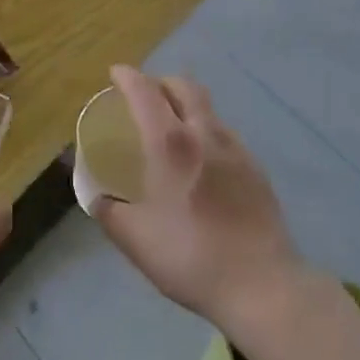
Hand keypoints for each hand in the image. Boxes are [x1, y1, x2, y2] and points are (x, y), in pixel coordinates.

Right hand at [92, 64, 301, 331]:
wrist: (262, 285)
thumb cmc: (191, 257)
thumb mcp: (135, 240)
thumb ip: (109, 212)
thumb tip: (97, 198)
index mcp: (170, 143)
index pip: (145, 91)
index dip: (127, 77)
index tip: (115, 74)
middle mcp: (204, 134)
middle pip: (183, 87)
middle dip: (161, 82)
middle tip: (146, 96)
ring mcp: (236, 149)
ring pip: (208, 109)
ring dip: (187, 106)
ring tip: (175, 128)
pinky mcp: (257, 169)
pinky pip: (226, 135)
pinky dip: (207, 132)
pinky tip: (204, 162)